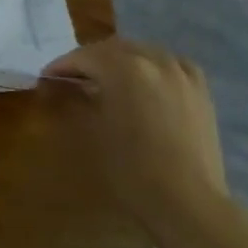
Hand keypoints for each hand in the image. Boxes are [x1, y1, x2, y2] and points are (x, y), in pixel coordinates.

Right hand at [44, 38, 227, 228]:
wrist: (186, 200)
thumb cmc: (131, 169)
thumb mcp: (92, 133)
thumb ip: (75, 100)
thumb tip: (60, 85)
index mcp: (125, 68)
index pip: (85, 56)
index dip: (62, 65)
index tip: (47, 76)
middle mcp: (155, 60)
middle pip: (114, 48)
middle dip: (90, 59)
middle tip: (72, 77)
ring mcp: (182, 72)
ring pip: (143, 53)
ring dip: (120, 61)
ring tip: (106, 80)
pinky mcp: (200, 88)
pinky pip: (169, 65)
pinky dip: (150, 68)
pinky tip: (145, 84)